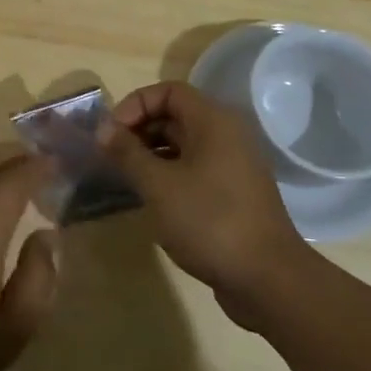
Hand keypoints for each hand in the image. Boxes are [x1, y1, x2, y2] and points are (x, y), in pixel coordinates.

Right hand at [99, 81, 316, 322]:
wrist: (268, 280)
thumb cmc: (209, 221)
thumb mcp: (158, 185)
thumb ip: (127, 152)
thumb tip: (102, 128)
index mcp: (213, 122)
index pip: (168, 91)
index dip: (135, 104)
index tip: (112, 133)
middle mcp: (226, 135)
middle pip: (175, 115)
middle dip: (139, 130)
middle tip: (111, 156)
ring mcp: (232, 165)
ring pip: (183, 144)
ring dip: (151, 153)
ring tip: (124, 177)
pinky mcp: (233, 192)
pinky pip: (194, 168)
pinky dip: (168, 173)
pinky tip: (150, 197)